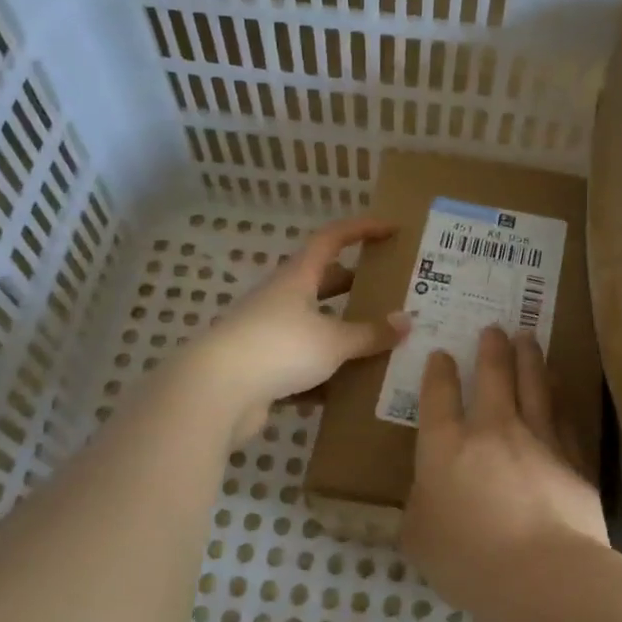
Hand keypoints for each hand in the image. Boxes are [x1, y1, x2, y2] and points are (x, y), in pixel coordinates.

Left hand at [195, 217, 409, 443]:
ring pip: (312, 326)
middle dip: (354, 285)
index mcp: (297, 278)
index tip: (392, 229)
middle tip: (389, 293)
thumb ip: (370, 333)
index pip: (332, 238)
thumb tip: (406, 322)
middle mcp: (281, 298)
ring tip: (377, 343)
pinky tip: (348, 391)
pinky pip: (300, 365)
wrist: (216, 392)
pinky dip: (324, 374)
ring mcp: (267, 333)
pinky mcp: (260, 367)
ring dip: (340, 333)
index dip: (362, 229)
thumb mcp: (333, 341)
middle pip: (322, 282)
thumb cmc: (279, 347)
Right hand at [402, 325, 608, 621]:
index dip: (439, 372)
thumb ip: (419, 510)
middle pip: (493, 376)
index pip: (438, 396)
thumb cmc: (470, 560)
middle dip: (492, 348)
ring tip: (528, 337)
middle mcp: (492, 429)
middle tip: (495, 328)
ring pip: (534, 385)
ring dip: (530, 357)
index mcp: (446, 446)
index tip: (442, 354)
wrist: (546, 574)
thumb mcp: (420, 541)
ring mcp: (537, 439)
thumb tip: (425, 495)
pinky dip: (560, 394)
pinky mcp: (572, 457)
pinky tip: (560, 386)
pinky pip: (563, 415)